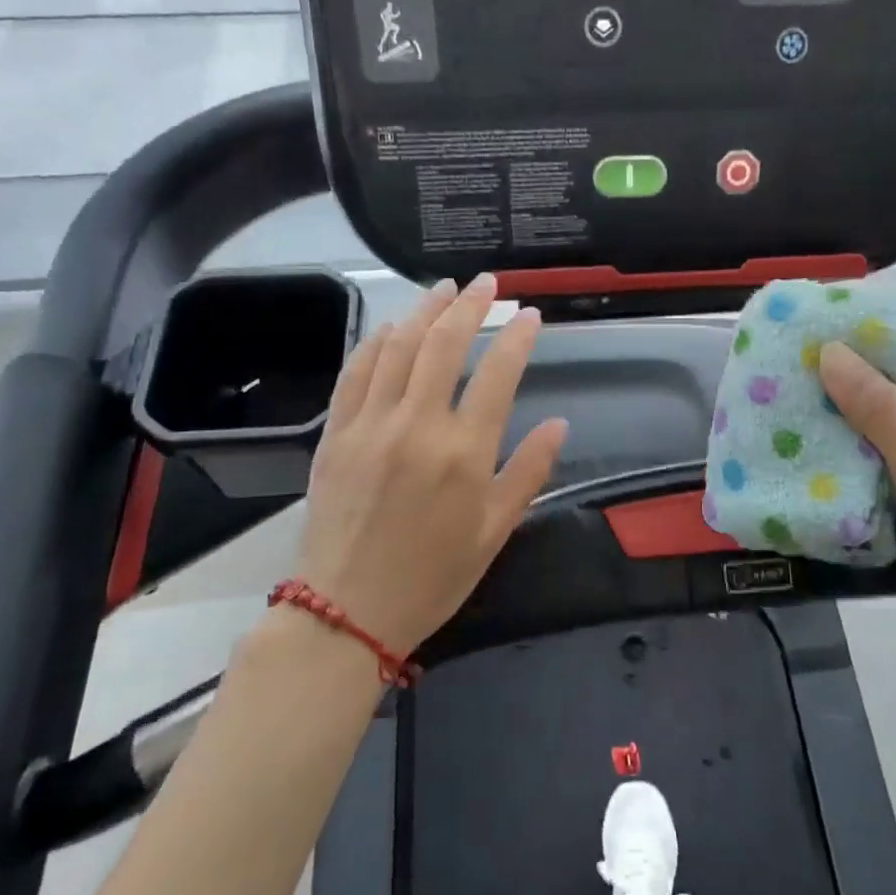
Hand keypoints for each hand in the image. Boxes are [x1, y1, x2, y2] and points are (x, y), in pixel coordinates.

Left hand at [294, 274, 566, 653]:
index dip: (518, 337)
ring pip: (399, 347)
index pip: (498, 374)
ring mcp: (371, 424)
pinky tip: (391, 327)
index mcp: (464, 453)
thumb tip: (560, 424)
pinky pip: (356, 372)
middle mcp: (418, 425)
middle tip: (487, 283)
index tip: (530, 316)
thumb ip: (529, 472)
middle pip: (445, 344)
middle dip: (471, 305)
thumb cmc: (432, 577)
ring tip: (445, 289)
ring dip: (424, 310)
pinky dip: (376, 342)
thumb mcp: (494, 532)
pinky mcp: (336, 432)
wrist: (345, 611)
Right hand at [818, 342, 895, 649]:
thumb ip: (879, 408)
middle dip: (844, 404)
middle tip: (788, 391)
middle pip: (893, 411)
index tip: (811, 355)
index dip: (865, 364)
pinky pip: (877, 483)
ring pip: (880, 450)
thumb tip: (830, 350)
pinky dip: (848, 476)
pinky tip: (808, 470)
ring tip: (787, 425)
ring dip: (841, 442)